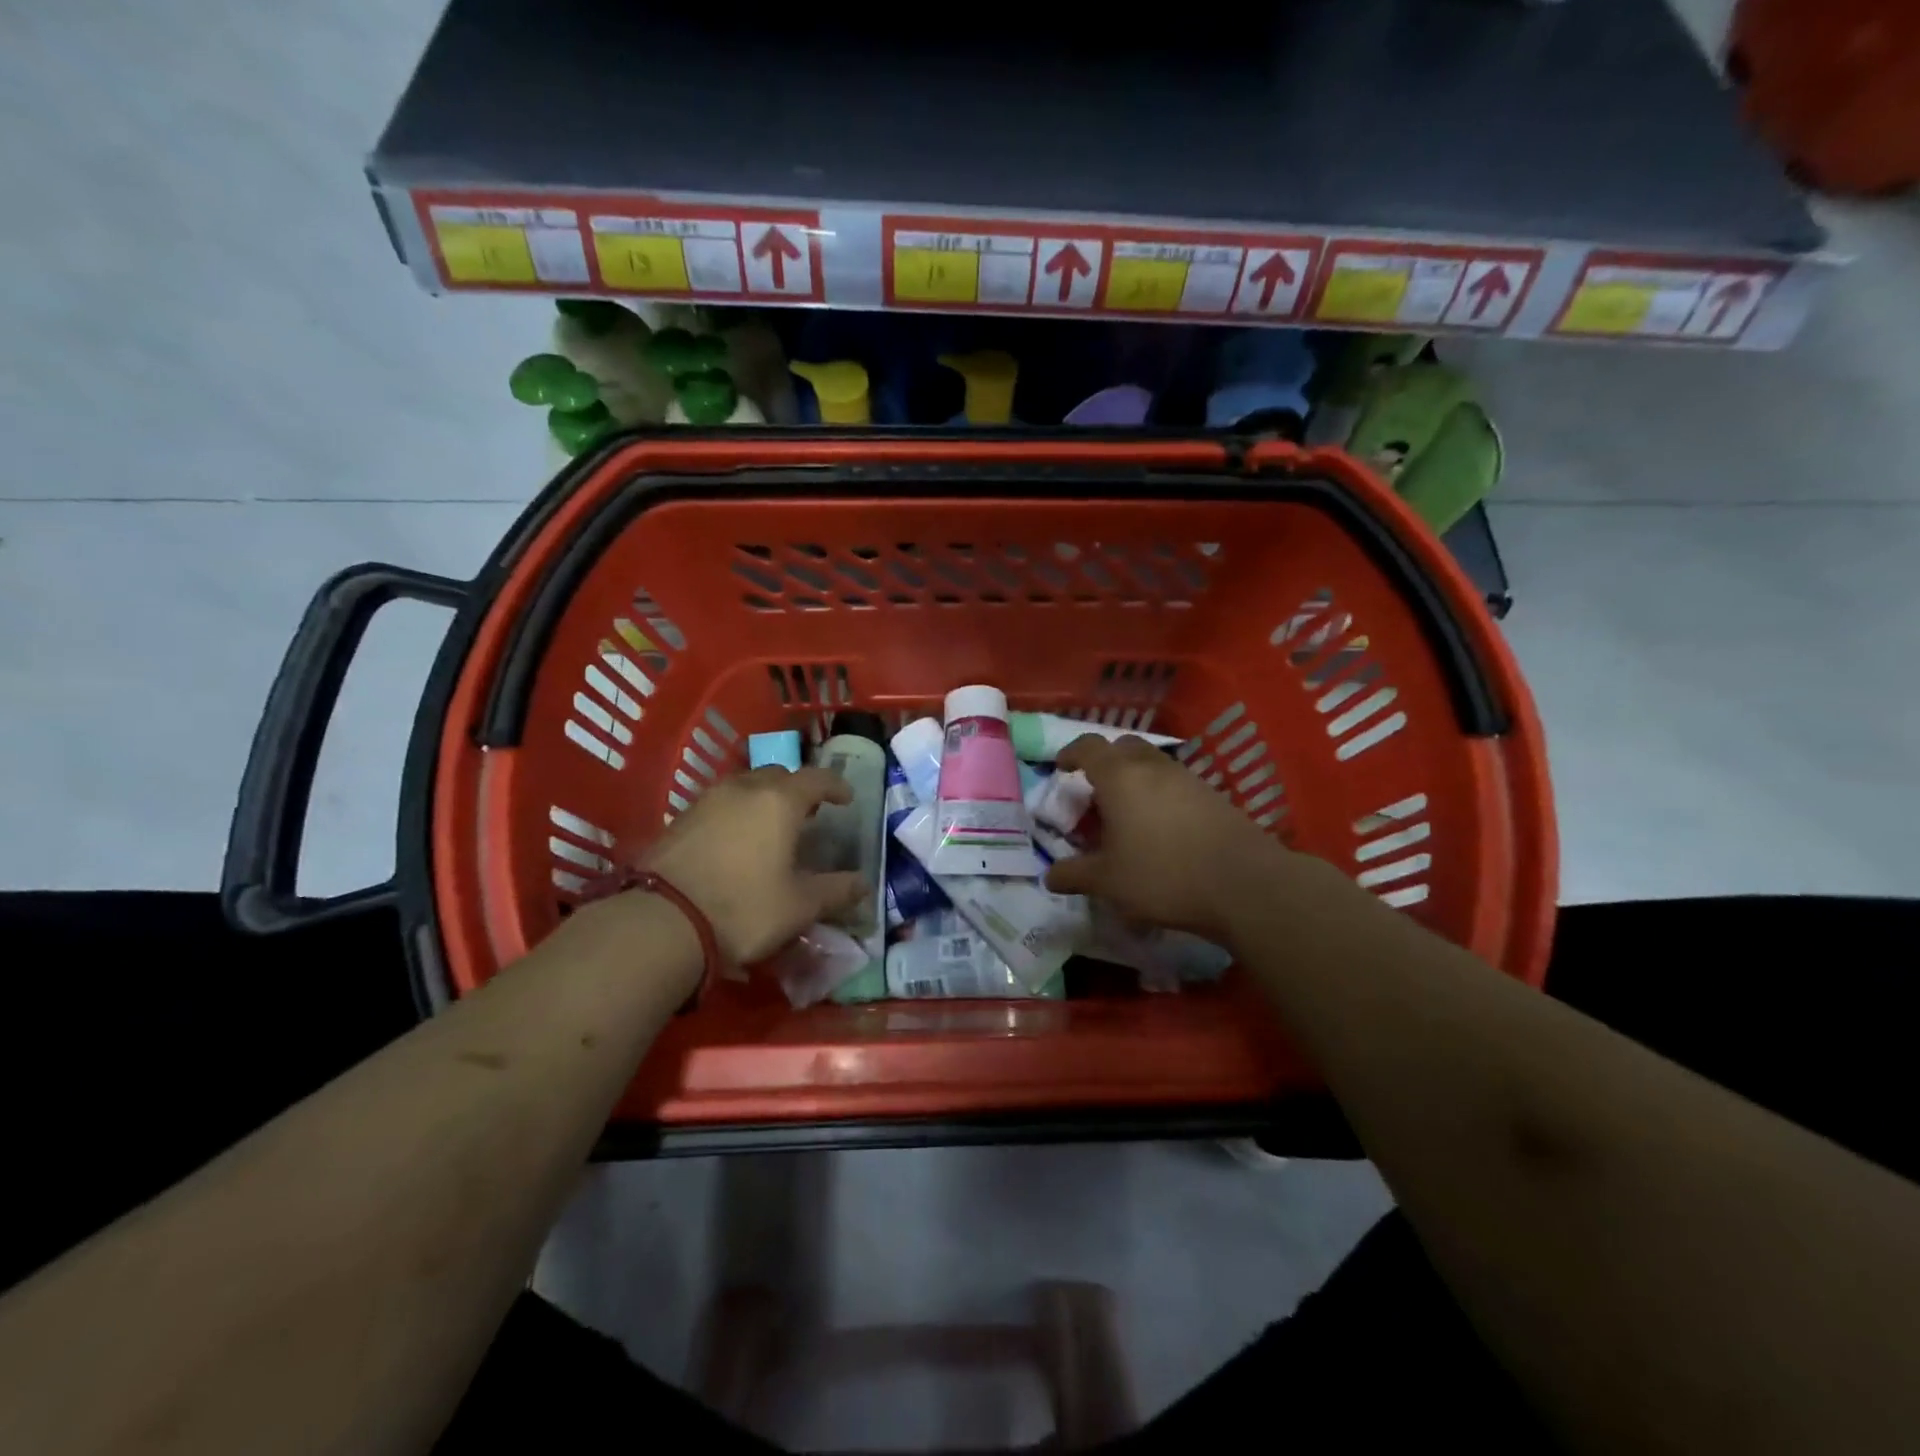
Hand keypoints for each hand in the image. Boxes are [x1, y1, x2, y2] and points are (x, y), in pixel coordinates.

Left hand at [642, 767, 866, 963]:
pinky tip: (734, 842)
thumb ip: (835, 891)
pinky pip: (718, 805)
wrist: (662, 922)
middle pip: (778, 776)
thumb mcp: (799, 907)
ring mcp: (707, 801)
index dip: (836, 786)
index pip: (817, 779)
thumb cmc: (744, 909)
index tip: (846, 799)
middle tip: (807, 814)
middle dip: (797, 789)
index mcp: (779, 802)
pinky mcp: (679, 819)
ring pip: (744, 787)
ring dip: (762, 799)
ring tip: (770, 826)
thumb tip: (863, 884)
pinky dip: (735, 814)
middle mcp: (743, 789)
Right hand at [1042, 734, 1294, 940]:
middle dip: (1105, 761)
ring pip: (1152, 764)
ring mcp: (1187, 778)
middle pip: (1123, 747)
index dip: (1071, 753)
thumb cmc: (1163, 874)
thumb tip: (1048, 877)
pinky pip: (1175, 784)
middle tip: (1094, 790)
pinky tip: (1161, 829)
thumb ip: (1074, 875)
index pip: (1088, 747)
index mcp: (1119, 777)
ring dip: (1135, 779)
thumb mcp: (1108, 881)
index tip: (1061, 768)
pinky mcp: (1213, 796)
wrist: (1244, 883)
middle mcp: (1152, 767)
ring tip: (1127, 814)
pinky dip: (1160, 795)